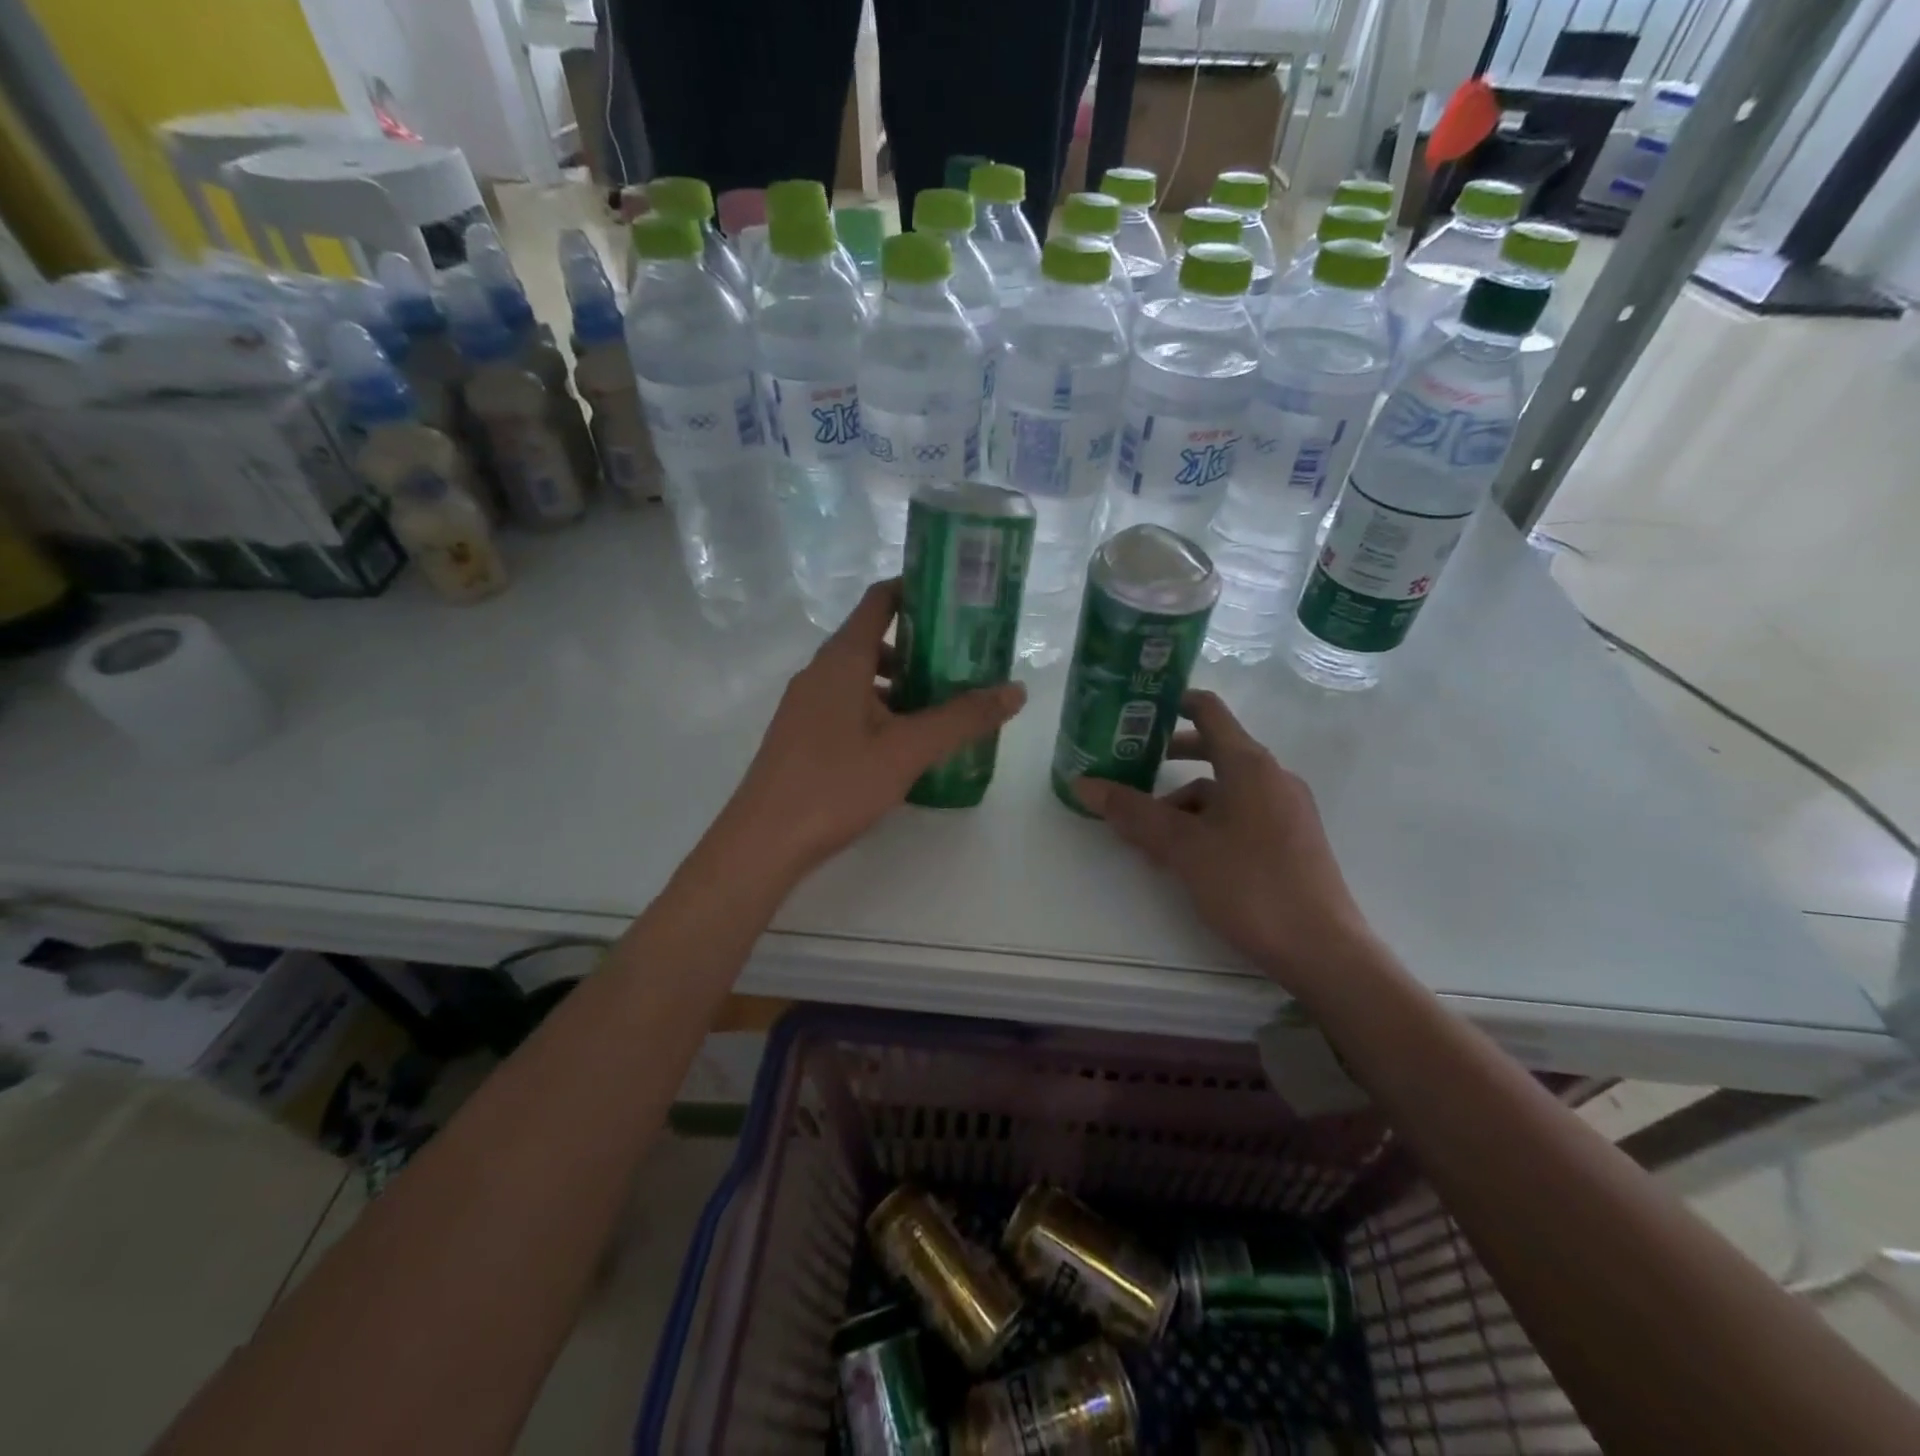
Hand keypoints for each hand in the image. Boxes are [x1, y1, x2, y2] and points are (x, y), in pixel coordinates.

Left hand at [713, 580, 1026, 883]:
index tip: (958, 598)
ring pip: (862, 677)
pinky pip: (849, 704)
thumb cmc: (836, 784)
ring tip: (943, 707)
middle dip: (921, 647)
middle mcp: (820, 672)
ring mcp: (807, 704)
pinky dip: (881, 709)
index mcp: (842, 660)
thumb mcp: (907, 750)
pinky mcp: (802, 733)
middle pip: (874, 640)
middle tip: (966, 662)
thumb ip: (963, 719)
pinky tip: (905, 744)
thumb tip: (1016, 690)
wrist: (764, 841)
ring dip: (902, 684)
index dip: (917, 590)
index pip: (880, 601)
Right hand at [1073, 691, 1376, 994]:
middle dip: (1169, 759)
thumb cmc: (1249, 884)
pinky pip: (1241, 814)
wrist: (1322, 949)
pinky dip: (1208, 823)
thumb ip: (1132, 812)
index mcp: (1249, 765)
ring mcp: (1286, 809)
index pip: (1208, 711)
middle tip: (1130, 769)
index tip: (1138, 709)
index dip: (1173, 702)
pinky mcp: (1291, 839)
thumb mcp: (1182, 846)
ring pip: (1224, 790)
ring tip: (1149, 835)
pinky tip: (1186, 857)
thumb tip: (1083, 783)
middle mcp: (1272, 777)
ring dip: (1184, 802)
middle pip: (1214, 751)